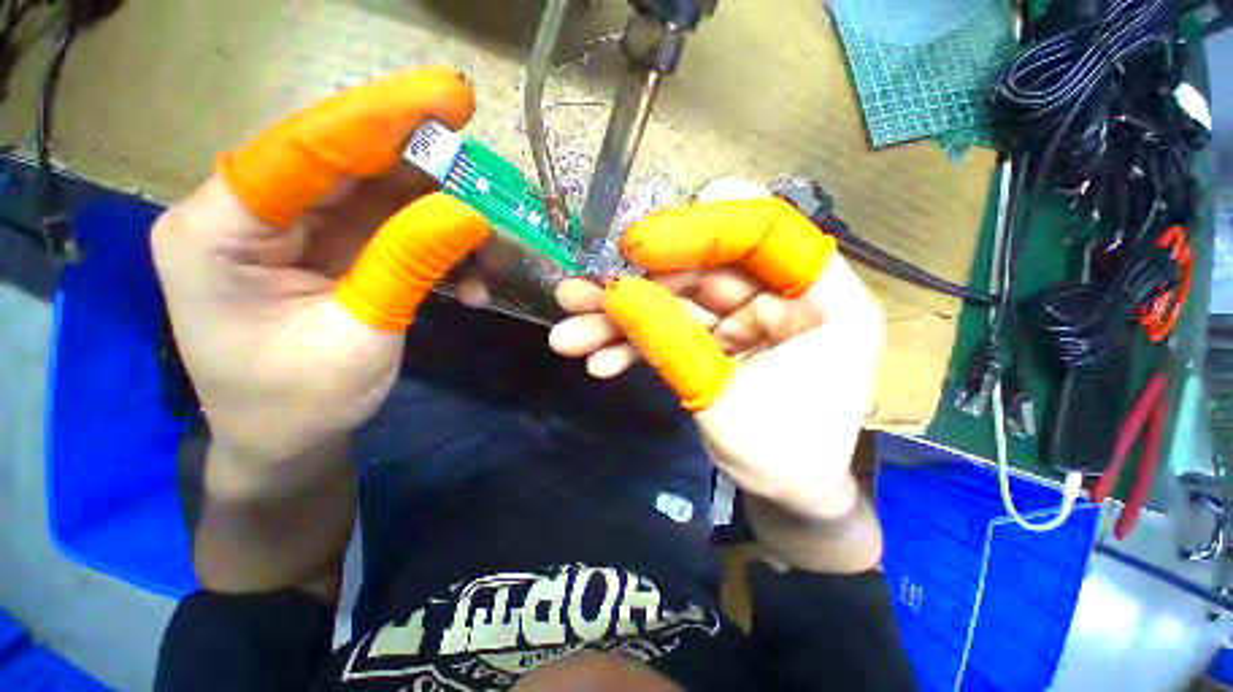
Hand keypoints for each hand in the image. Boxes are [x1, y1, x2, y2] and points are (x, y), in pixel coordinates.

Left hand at [152, 68, 490, 494]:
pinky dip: (441, 252)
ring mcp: (298, 230)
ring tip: (495, 253)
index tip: (448, 97)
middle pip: (350, 165)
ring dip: (448, 221)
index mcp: (219, 230)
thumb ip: (407, 265)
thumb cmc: (298, 405)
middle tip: (490, 177)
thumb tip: (471, 213)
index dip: (379, 119)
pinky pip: (396, 232)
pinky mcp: (335, 250)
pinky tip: (472, 284)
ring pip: (384, 198)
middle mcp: (254, 214)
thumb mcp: (359, 337)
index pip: (303, 149)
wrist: (287, 443)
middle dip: (429, 171)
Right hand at [550, 196, 883, 520]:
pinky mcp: (719, 338)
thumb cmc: (784, 459)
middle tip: (577, 295)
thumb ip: (673, 346)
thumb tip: (617, 295)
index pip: (766, 232)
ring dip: (622, 319)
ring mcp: (746, 317)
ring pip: (677, 301)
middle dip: (635, 286)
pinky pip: (673, 330)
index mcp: (824, 300)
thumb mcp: (727, 405)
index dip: (701, 228)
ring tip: (569, 334)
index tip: (639, 244)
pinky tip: (600, 362)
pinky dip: (636, 345)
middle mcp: (784, 296)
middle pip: (702, 268)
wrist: (789, 498)